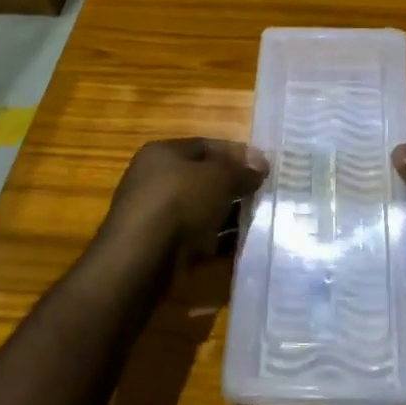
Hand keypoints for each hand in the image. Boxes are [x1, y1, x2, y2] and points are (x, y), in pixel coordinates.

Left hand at [98, 138, 268, 282]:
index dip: (237, 154)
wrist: (141, 259)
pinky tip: (242, 246)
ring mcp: (157, 216)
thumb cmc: (180, 202)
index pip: (206, 146)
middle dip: (235, 187)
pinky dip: (218, 242)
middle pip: (204, 179)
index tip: (264, 167)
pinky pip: (197, 239)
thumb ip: (242, 170)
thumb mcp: (219, 177)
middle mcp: (155, 180)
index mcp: (162, 153)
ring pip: (202, 211)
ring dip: (229, 216)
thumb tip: (261, 165)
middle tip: (264, 195)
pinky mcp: (161, 248)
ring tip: (260, 221)